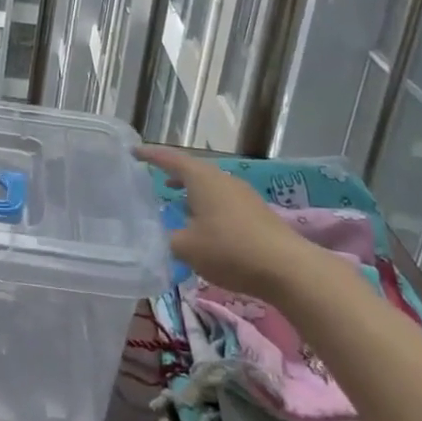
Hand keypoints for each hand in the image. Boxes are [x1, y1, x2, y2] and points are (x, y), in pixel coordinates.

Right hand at [137, 145, 344, 299]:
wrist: (288, 268)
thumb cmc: (230, 250)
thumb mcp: (186, 247)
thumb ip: (163, 238)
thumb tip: (150, 235)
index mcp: (202, 179)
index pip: (170, 159)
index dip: (150, 155)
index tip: (133, 151)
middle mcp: (222, 179)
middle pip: (192, 170)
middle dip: (172, 173)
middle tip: (153, 178)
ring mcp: (242, 194)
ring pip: (209, 186)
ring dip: (191, 191)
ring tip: (176, 203)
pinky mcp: (256, 212)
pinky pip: (223, 200)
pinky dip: (207, 205)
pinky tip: (204, 225)